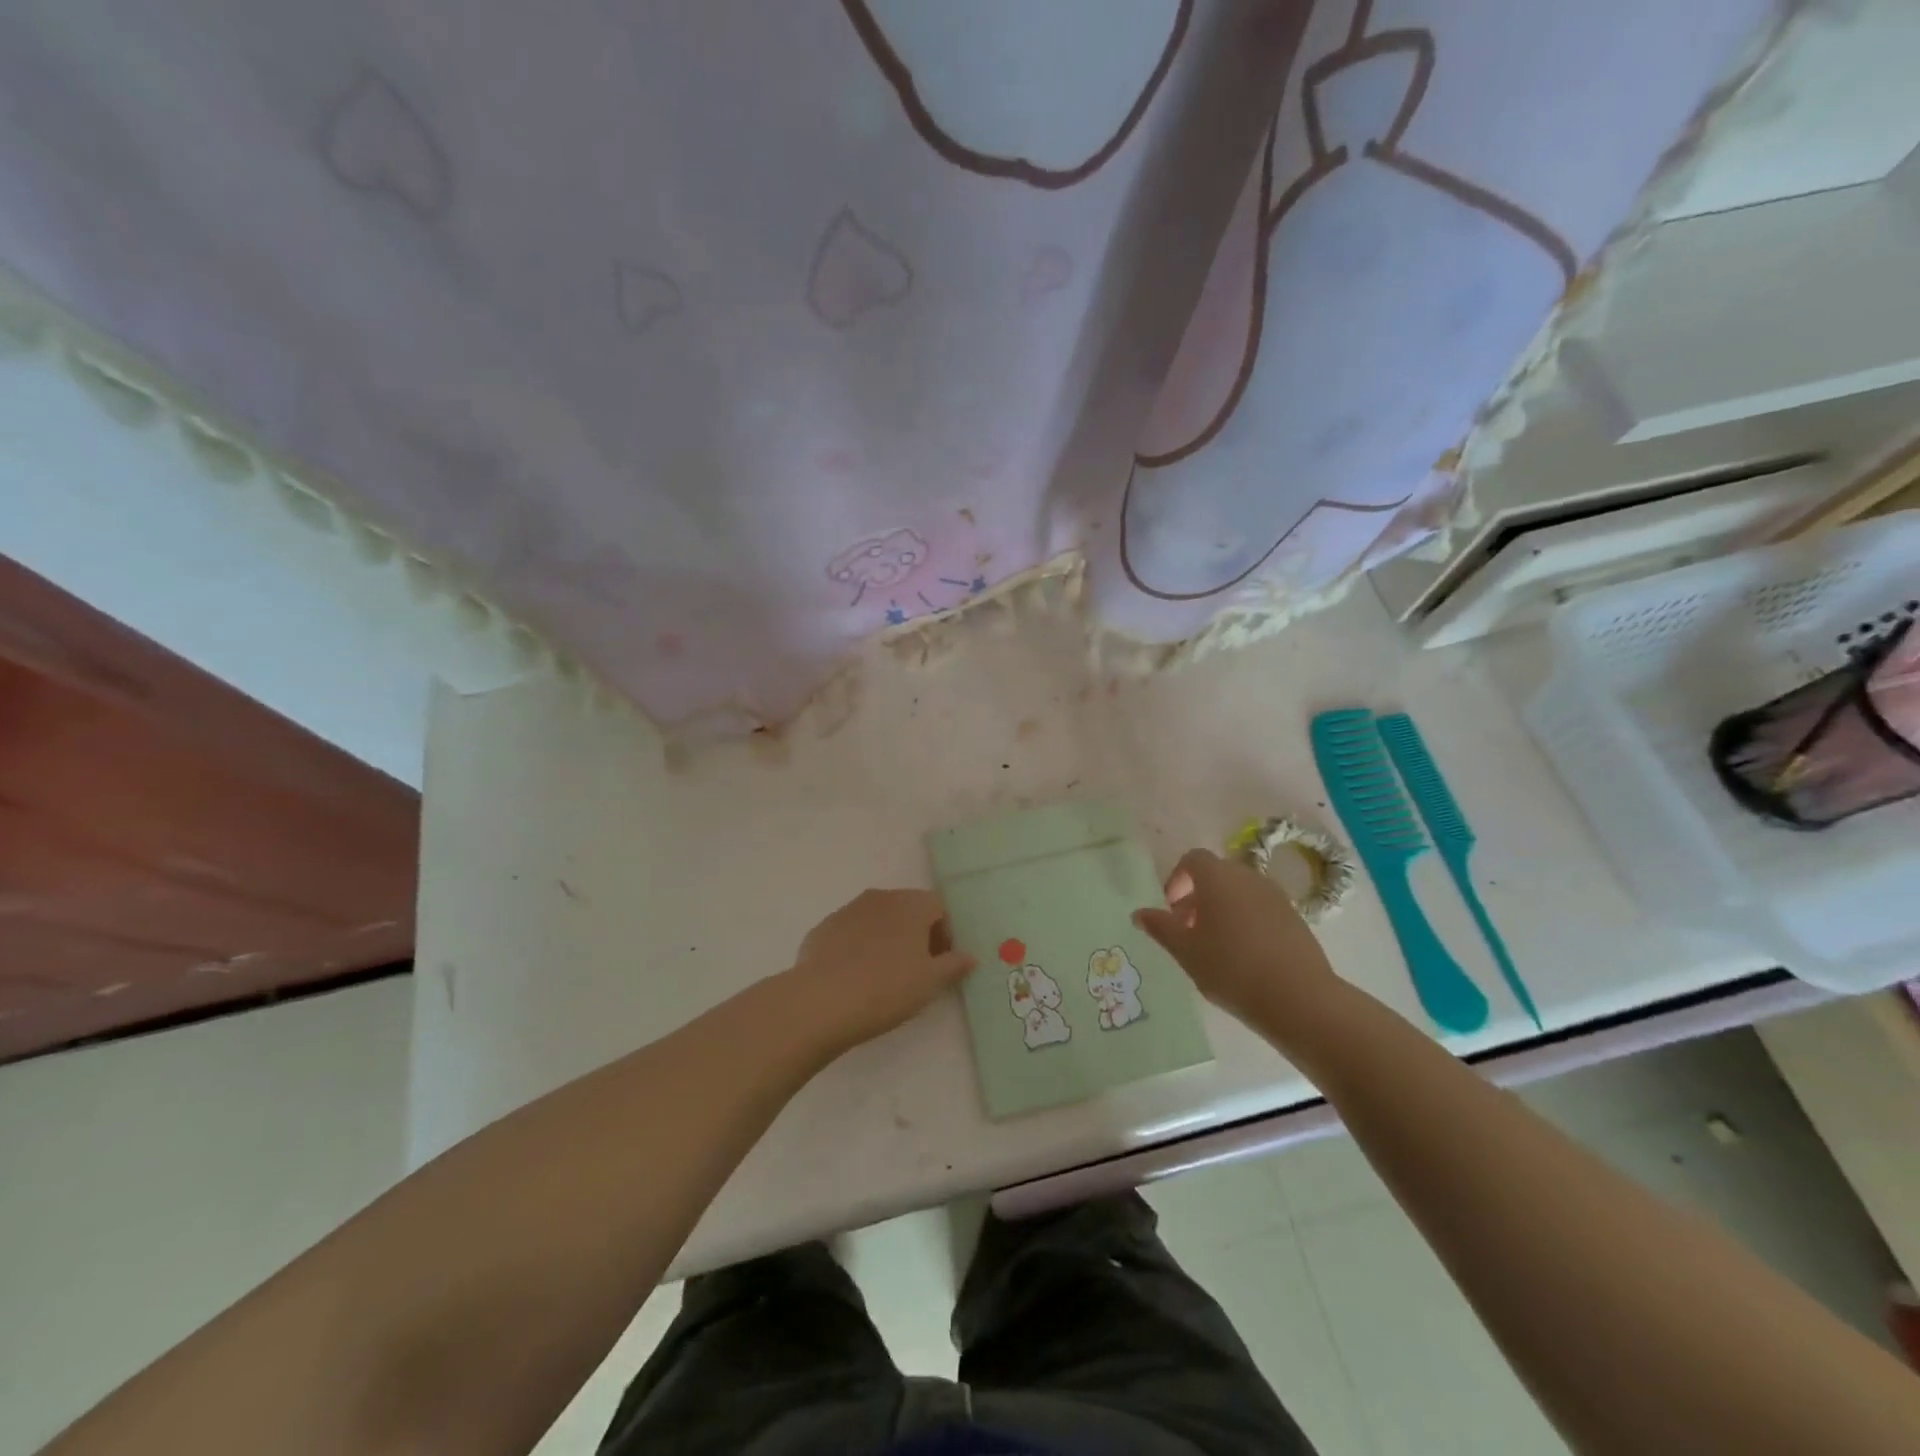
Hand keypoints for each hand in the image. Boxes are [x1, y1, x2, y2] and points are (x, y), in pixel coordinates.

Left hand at [787, 889, 974, 1052]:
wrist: (821, 1001)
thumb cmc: (887, 988)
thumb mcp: (930, 982)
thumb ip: (953, 965)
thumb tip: (969, 956)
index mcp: (911, 904)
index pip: (939, 907)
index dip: (946, 933)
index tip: (942, 962)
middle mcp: (881, 897)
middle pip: (908, 909)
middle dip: (917, 934)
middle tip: (917, 970)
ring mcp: (848, 910)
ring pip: (878, 919)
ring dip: (887, 939)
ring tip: (884, 975)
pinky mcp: (823, 928)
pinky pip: (851, 932)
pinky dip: (859, 947)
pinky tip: (855, 977)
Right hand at [1133, 848, 1344, 1053]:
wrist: (1298, 998)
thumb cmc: (1231, 968)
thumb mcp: (1185, 951)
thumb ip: (1160, 928)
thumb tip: (1139, 913)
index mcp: (1218, 877)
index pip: (1192, 859)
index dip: (1177, 880)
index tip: (1171, 910)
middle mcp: (1248, 877)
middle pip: (1217, 874)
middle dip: (1198, 896)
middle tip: (1188, 930)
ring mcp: (1276, 896)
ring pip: (1240, 892)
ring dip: (1222, 909)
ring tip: (1214, 946)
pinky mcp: (1294, 918)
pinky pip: (1260, 908)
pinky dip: (1246, 921)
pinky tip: (1243, 956)